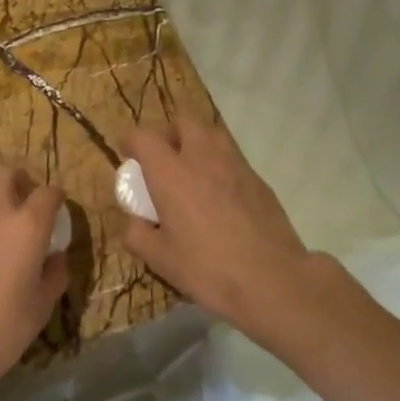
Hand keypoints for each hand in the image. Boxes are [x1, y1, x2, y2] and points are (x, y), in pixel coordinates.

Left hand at [0, 165, 67, 397]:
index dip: (56, 197)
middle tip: (22, 198)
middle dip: (19, 181)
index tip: (57, 207)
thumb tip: (56, 257)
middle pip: (7, 174)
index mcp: (29, 225)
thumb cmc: (3, 326)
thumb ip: (54, 274)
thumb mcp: (42, 305)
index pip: (48, 193)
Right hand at [121, 117, 313, 331]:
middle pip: (183, 121)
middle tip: (163, 159)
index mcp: (171, 173)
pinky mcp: (258, 179)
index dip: (131, 141)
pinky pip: (232, 158)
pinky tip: (219, 196)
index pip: (144, 136)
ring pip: (212, 134)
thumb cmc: (208, 268)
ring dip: (197, 144)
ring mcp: (235, 165)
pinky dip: (219, 166)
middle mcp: (203, 158)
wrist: (271, 279)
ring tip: (192, 173)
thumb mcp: (160, 259)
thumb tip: (137, 222)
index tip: (127, 154)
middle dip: (168, 133)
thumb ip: (138, 234)